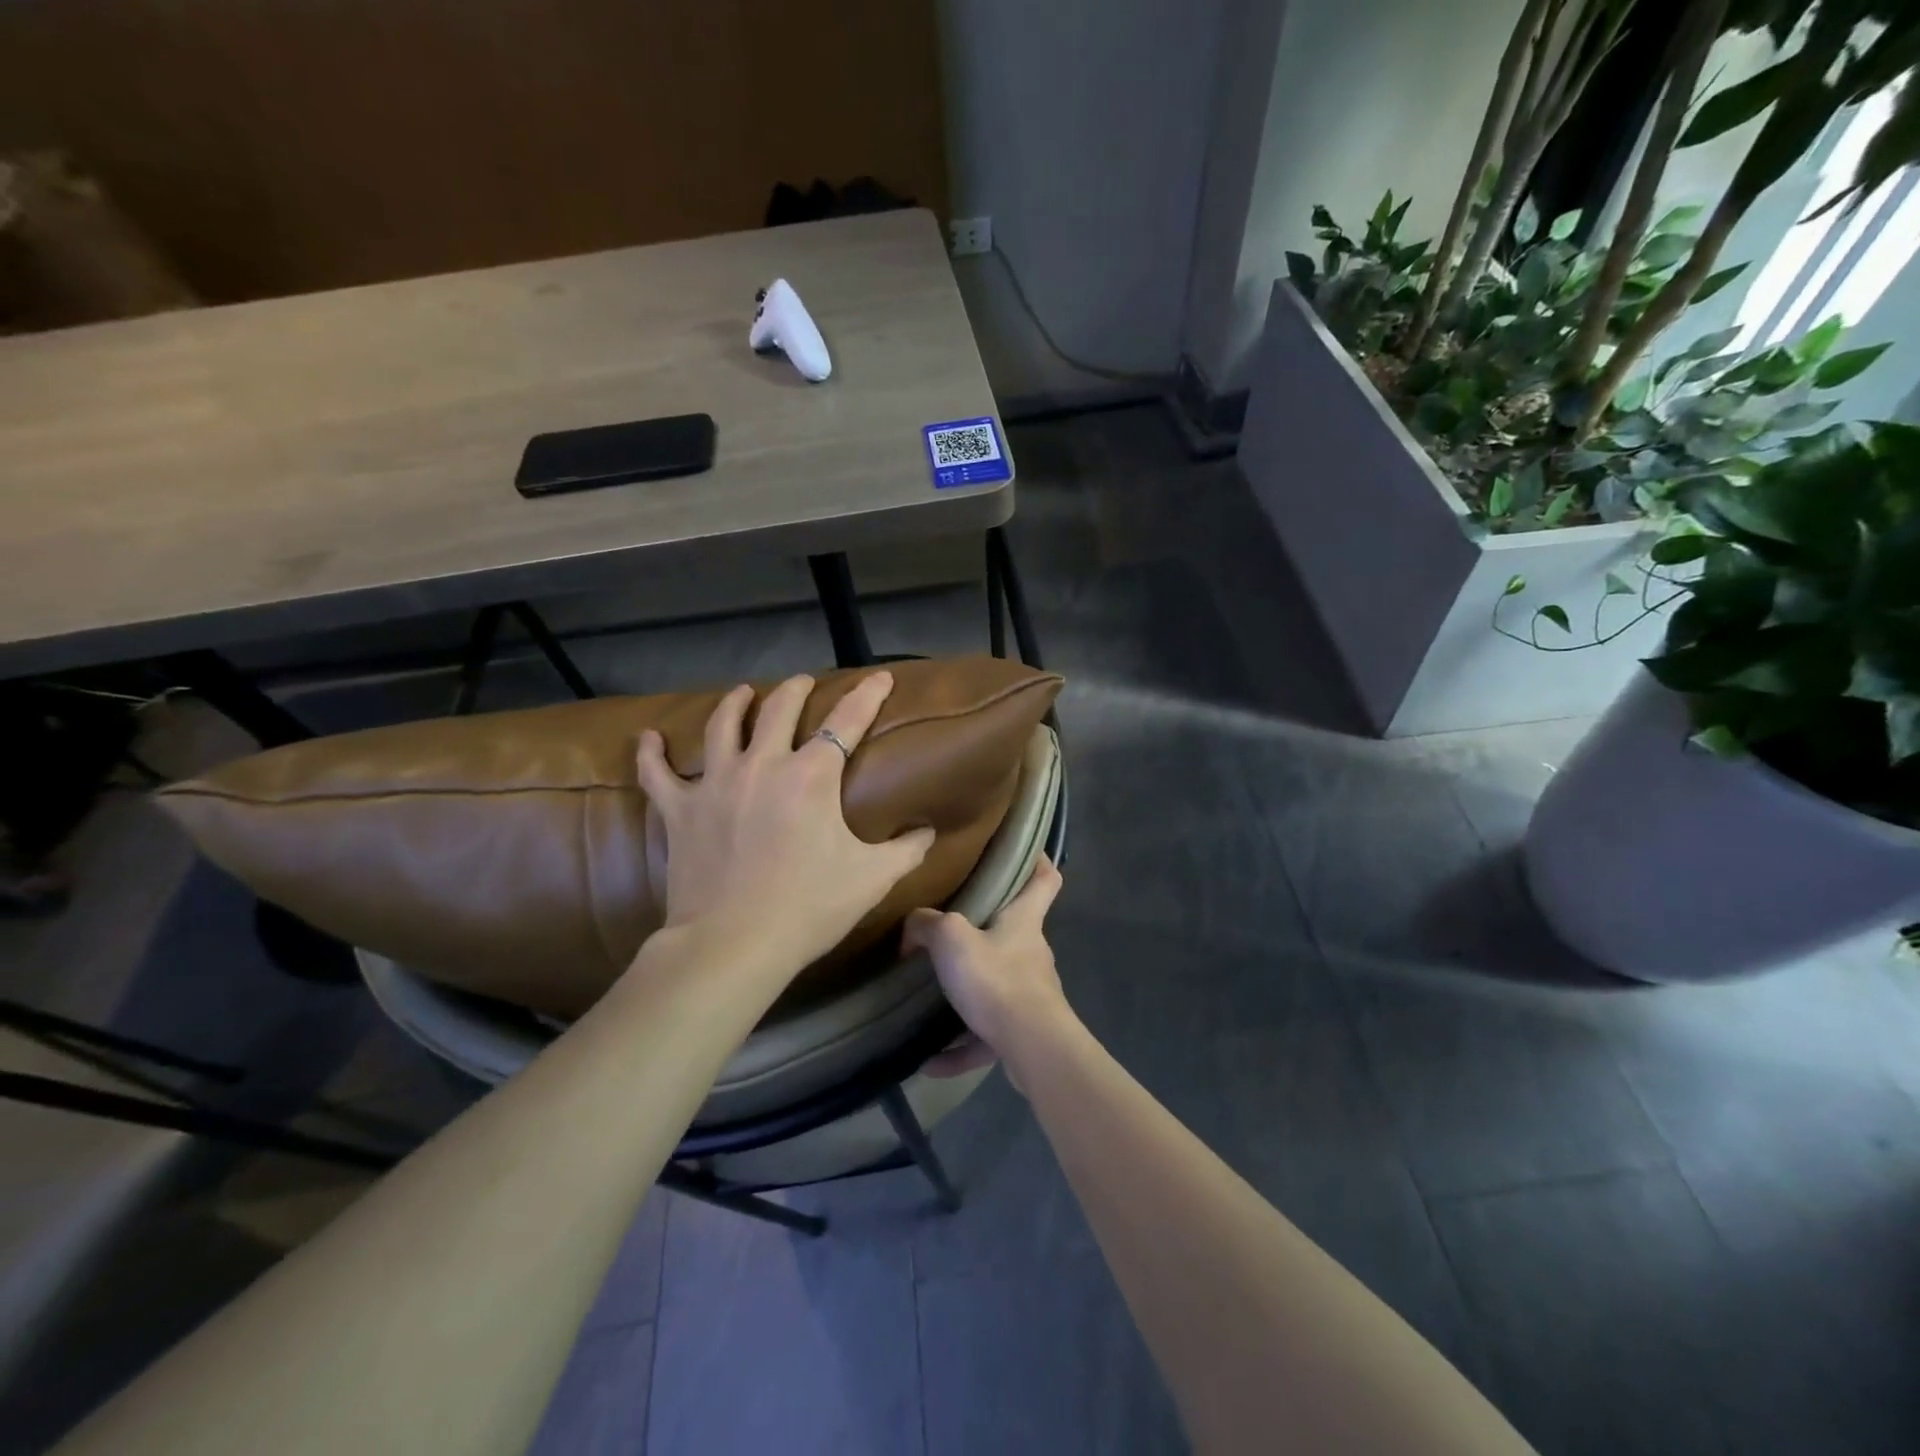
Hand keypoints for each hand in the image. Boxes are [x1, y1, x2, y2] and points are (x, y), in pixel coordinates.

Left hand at [636, 671, 935, 976]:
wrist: (734, 945)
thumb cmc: (809, 907)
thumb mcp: (871, 879)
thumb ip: (907, 851)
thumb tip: (928, 832)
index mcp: (811, 776)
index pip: (847, 720)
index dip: (867, 694)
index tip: (879, 676)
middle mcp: (763, 765)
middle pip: (779, 708)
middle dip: (796, 689)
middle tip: (803, 683)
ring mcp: (715, 784)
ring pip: (723, 725)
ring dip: (735, 703)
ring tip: (742, 693)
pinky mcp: (680, 810)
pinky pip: (657, 773)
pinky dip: (652, 753)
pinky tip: (649, 738)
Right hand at [902, 856, 1067, 1080]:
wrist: (1032, 1047)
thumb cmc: (996, 978)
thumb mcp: (951, 939)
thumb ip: (927, 925)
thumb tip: (912, 927)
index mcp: (1024, 921)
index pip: (1045, 880)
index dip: (1038, 861)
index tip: (1026, 851)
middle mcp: (1032, 953)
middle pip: (1015, 933)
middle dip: (988, 933)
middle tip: (951, 931)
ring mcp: (1031, 995)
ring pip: (997, 986)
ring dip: (967, 996)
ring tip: (930, 1003)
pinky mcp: (1023, 1033)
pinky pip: (986, 1036)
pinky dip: (961, 1047)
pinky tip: (929, 1061)